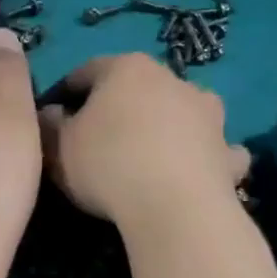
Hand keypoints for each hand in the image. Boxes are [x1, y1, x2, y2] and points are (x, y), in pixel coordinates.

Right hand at [39, 54, 248, 229]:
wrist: (175, 208)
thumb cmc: (108, 165)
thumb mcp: (58, 147)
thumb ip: (49, 125)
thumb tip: (50, 113)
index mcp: (126, 69)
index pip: (86, 71)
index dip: (65, 93)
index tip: (53, 117)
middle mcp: (172, 79)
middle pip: (136, 88)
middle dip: (117, 108)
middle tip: (96, 139)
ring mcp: (207, 114)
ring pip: (181, 111)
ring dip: (166, 124)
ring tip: (147, 154)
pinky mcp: (228, 151)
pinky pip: (214, 148)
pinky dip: (205, 155)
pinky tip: (195, 172)